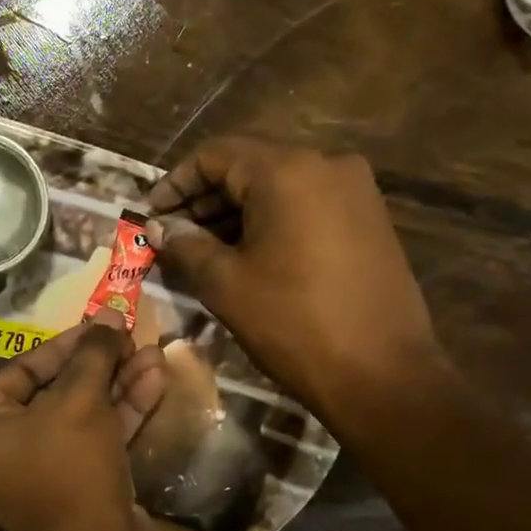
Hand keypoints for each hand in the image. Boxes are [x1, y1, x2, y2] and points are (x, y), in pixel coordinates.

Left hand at [0, 314, 166, 530]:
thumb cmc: (69, 468)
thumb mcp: (79, 401)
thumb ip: (93, 355)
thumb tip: (106, 318)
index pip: (23, 370)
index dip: (66, 345)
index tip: (100, 326)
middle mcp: (5, 447)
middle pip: (57, 390)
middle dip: (99, 364)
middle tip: (131, 337)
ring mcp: (45, 469)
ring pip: (84, 414)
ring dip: (119, 384)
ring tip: (155, 353)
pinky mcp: (80, 485)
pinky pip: (99, 438)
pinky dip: (124, 412)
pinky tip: (155, 380)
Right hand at [146, 138, 451, 418]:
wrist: (382, 374)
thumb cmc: (293, 323)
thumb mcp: (225, 284)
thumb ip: (185, 245)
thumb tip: (159, 227)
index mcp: (287, 171)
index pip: (215, 155)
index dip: (175, 184)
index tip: (149, 215)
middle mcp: (326, 165)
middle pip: (248, 168)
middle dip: (203, 201)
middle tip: (169, 236)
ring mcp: (355, 191)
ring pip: (277, 188)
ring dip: (234, 214)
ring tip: (199, 251)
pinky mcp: (369, 219)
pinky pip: (305, 206)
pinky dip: (269, 223)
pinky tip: (244, 256)